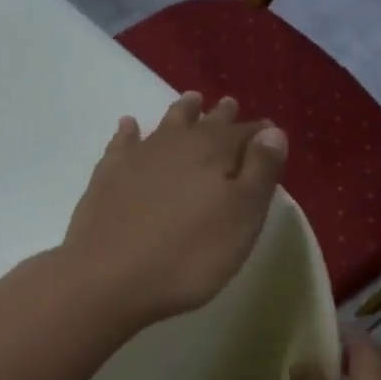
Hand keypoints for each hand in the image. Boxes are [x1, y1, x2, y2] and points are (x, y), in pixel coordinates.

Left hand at [61, 93, 286, 328]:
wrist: (109, 279)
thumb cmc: (188, 257)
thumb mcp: (240, 220)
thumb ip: (260, 173)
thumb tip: (273, 133)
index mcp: (215, 154)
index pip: (244, 135)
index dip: (259, 134)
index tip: (269, 131)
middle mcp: (177, 145)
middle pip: (204, 124)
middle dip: (220, 116)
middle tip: (229, 105)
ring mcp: (137, 158)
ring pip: (166, 125)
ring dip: (181, 113)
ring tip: (191, 101)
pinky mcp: (106, 177)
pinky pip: (122, 143)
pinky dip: (129, 131)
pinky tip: (129, 126)